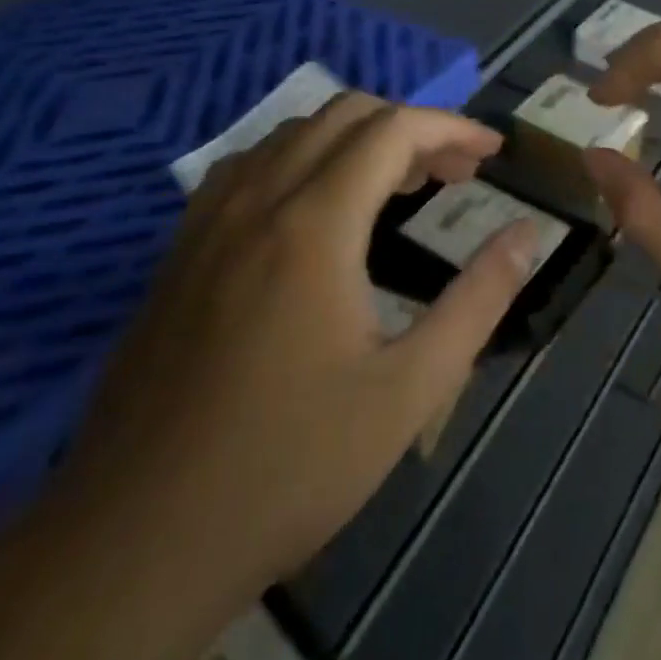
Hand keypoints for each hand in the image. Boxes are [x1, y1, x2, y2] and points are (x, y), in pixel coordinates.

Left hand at [51, 94, 538, 617]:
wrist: (134, 544)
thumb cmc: (287, 467)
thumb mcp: (409, 391)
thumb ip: (479, 300)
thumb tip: (526, 234)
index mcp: (314, 226)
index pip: (394, 130)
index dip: (453, 127)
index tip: (493, 151)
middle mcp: (257, 201)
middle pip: (344, 114)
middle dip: (411, 127)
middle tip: (453, 174)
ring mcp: (207, 223)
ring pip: (293, 133)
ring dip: (356, 138)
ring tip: (396, 187)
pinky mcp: (179, 251)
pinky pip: (249, 166)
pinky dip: (302, 159)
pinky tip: (317, 210)